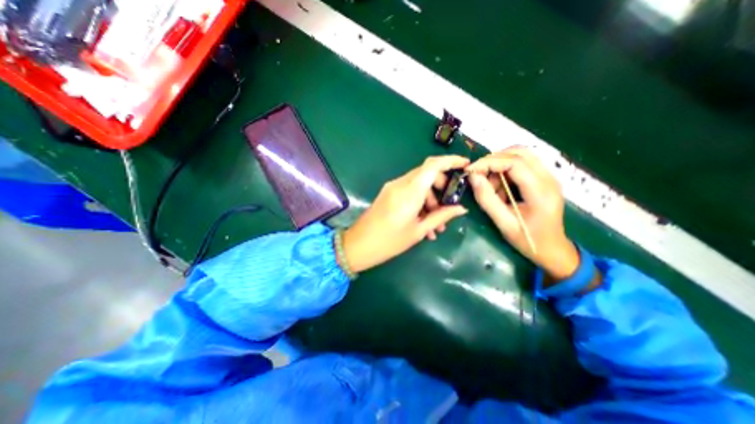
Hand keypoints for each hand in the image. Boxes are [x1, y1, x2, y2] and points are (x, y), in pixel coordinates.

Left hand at [344, 156, 470, 271]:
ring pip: (419, 184)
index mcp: (409, 191)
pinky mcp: (388, 193)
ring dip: (430, 200)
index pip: (433, 165)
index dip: (451, 161)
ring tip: (436, 225)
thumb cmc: (389, 241)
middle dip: (442, 188)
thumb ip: (441, 216)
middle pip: (427, 174)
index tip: (465, 165)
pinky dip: (419, 202)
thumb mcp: (418, 230)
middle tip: (448, 208)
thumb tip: (461, 208)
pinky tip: (424, 223)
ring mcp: (392, 188)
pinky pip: (409, 191)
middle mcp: (400, 184)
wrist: (358, 245)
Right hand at [467, 147, 579, 279]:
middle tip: (478, 174)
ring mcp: (549, 177)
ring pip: (520, 155)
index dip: (489, 162)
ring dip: (499, 165)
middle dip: (493, 160)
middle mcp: (549, 178)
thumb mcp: (503, 223)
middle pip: (519, 152)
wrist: (552, 249)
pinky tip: (501, 188)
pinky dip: (505, 171)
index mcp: (541, 191)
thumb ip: (487, 199)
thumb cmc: (528, 240)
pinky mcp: (544, 179)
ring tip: (491, 186)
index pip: (514, 163)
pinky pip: (522, 164)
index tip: (470, 170)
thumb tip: (473, 177)